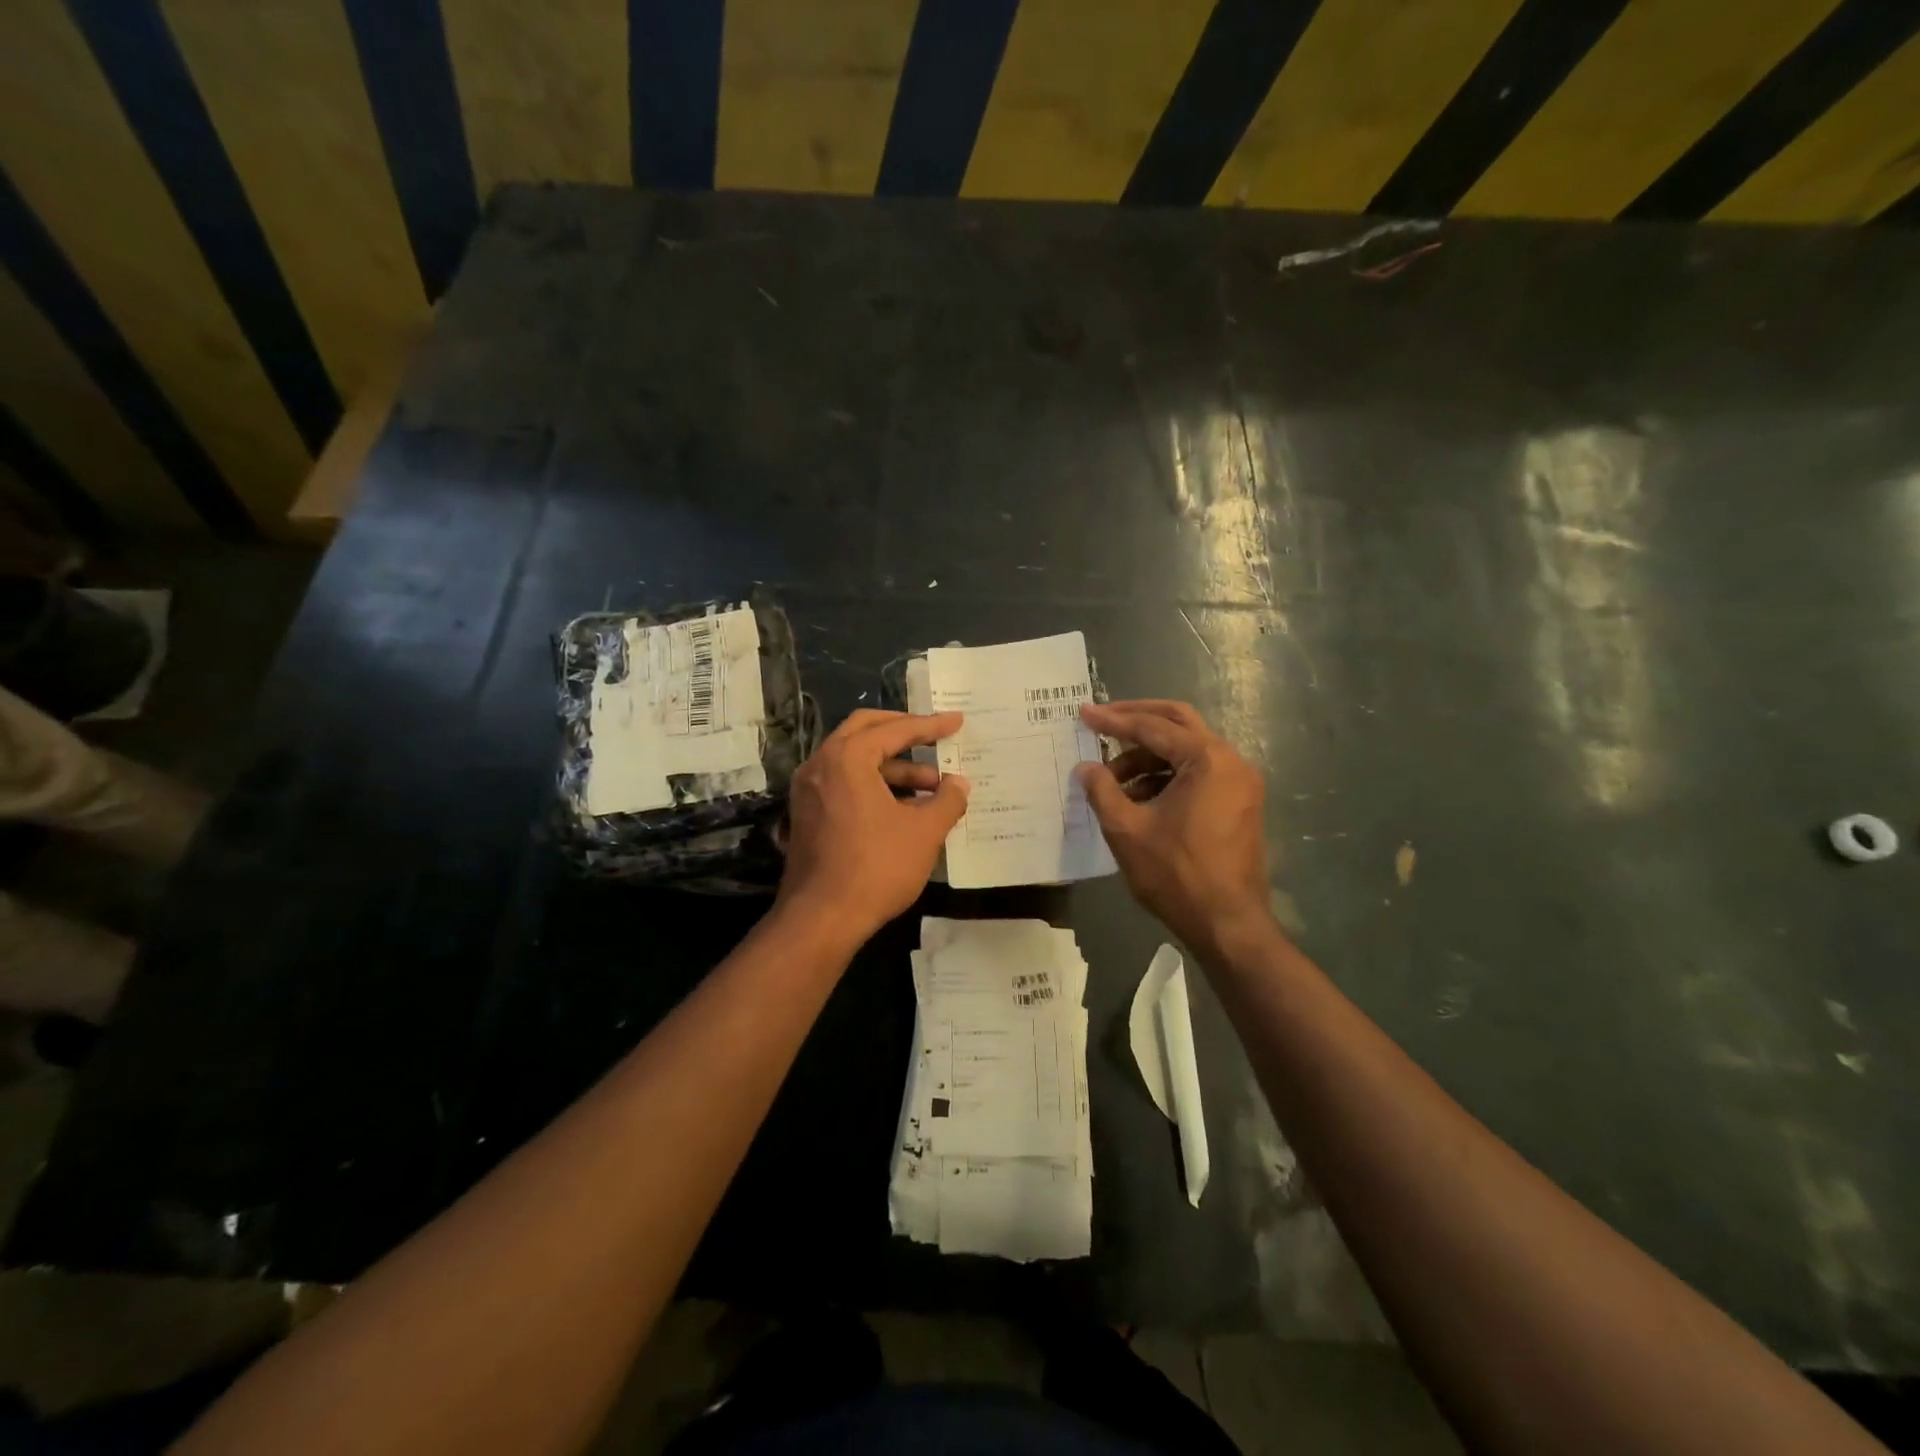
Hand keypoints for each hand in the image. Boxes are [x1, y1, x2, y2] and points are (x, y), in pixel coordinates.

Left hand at [778, 710, 969, 940]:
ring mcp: (809, 789)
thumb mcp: (924, 833)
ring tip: (933, 787)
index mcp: (847, 758)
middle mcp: (821, 764)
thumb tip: (960, 784)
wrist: (821, 918)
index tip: (957, 722)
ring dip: (894, 767)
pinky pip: (845, 783)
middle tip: (935, 736)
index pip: (894, 730)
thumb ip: (947, 801)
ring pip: (856, 761)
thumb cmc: (876, 867)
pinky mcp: (808, 813)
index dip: (930, 726)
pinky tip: (906, 808)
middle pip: (866, 731)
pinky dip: (875, 785)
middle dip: (904, 732)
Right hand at [1076, 700, 1270, 950]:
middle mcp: (1230, 761)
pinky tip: (1137, 797)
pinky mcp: (1239, 802)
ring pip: (1187, 750)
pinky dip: (1167, 775)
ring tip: (1112, 780)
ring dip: (1148, 756)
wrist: (1227, 924)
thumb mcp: (1127, 830)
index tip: (1084, 714)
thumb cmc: (1176, 874)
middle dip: (1136, 721)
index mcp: (1207, 760)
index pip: (1153, 727)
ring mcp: (1239, 782)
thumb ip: (1102, 790)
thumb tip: (1085, 767)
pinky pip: (1198, 772)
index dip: (1114, 721)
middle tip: (1101, 722)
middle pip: (1178, 723)